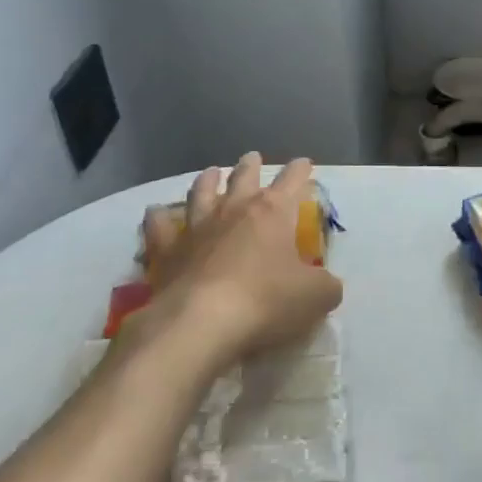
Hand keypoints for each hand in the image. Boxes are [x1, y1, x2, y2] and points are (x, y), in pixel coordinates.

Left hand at [140, 154, 340, 370]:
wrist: (200, 324)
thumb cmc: (265, 302)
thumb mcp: (315, 297)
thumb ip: (326, 286)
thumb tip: (327, 284)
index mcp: (272, 213)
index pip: (291, 181)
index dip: (300, 170)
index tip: (304, 162)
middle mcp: (234, 211)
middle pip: (243, 178)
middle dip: (251, 166)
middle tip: (252, 157)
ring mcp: (197, 228)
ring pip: (201, 193)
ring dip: (207, 181)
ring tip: (210, 173)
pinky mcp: (168, 252)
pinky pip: (160, 228)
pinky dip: (158, 217)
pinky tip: (155, 212)